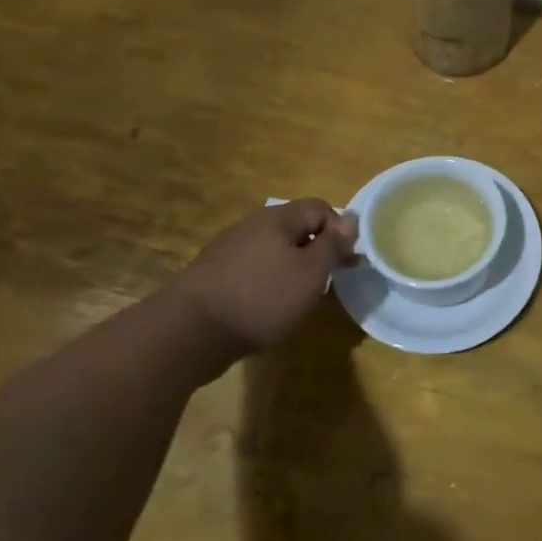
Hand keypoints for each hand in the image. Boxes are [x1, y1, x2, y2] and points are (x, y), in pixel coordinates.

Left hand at [169, 200, 358, 358]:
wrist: (189, 332)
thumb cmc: (262, 297)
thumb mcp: (311, 272)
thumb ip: (333, 244)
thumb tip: (352, 219)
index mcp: (277, 218)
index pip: (320, 208)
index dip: (340, 230)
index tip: (346, 261)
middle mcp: (252, 225)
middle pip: (296, 228)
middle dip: (319, 251)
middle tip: (331, 280)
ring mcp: (229, 249)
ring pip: (275, 250)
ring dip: (295, 268)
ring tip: (303, 297)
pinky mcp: (214, 274)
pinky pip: (254, 269)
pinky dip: (270, 282)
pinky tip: (271, 306)